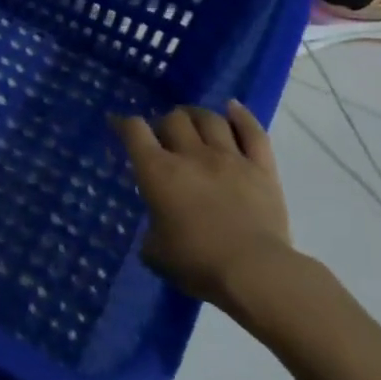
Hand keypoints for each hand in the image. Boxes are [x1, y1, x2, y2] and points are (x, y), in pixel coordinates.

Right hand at [113, 100, 295, 311]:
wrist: (254, 271)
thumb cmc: (196, 263)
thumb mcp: (155, 252)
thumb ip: (151, 232)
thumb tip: (157, 229)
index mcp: (157, 172)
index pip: (134, 131)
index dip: (124, 124)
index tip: (118, 125)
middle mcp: (191, 155)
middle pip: (174, 119)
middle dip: (164, 123)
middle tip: (163, 136)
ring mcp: (229, 158)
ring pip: (209, 120)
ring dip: (196, 116)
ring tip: (192, 120)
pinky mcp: (262, 169)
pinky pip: (253, 132)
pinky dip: (241, 116)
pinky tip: (232, 108)